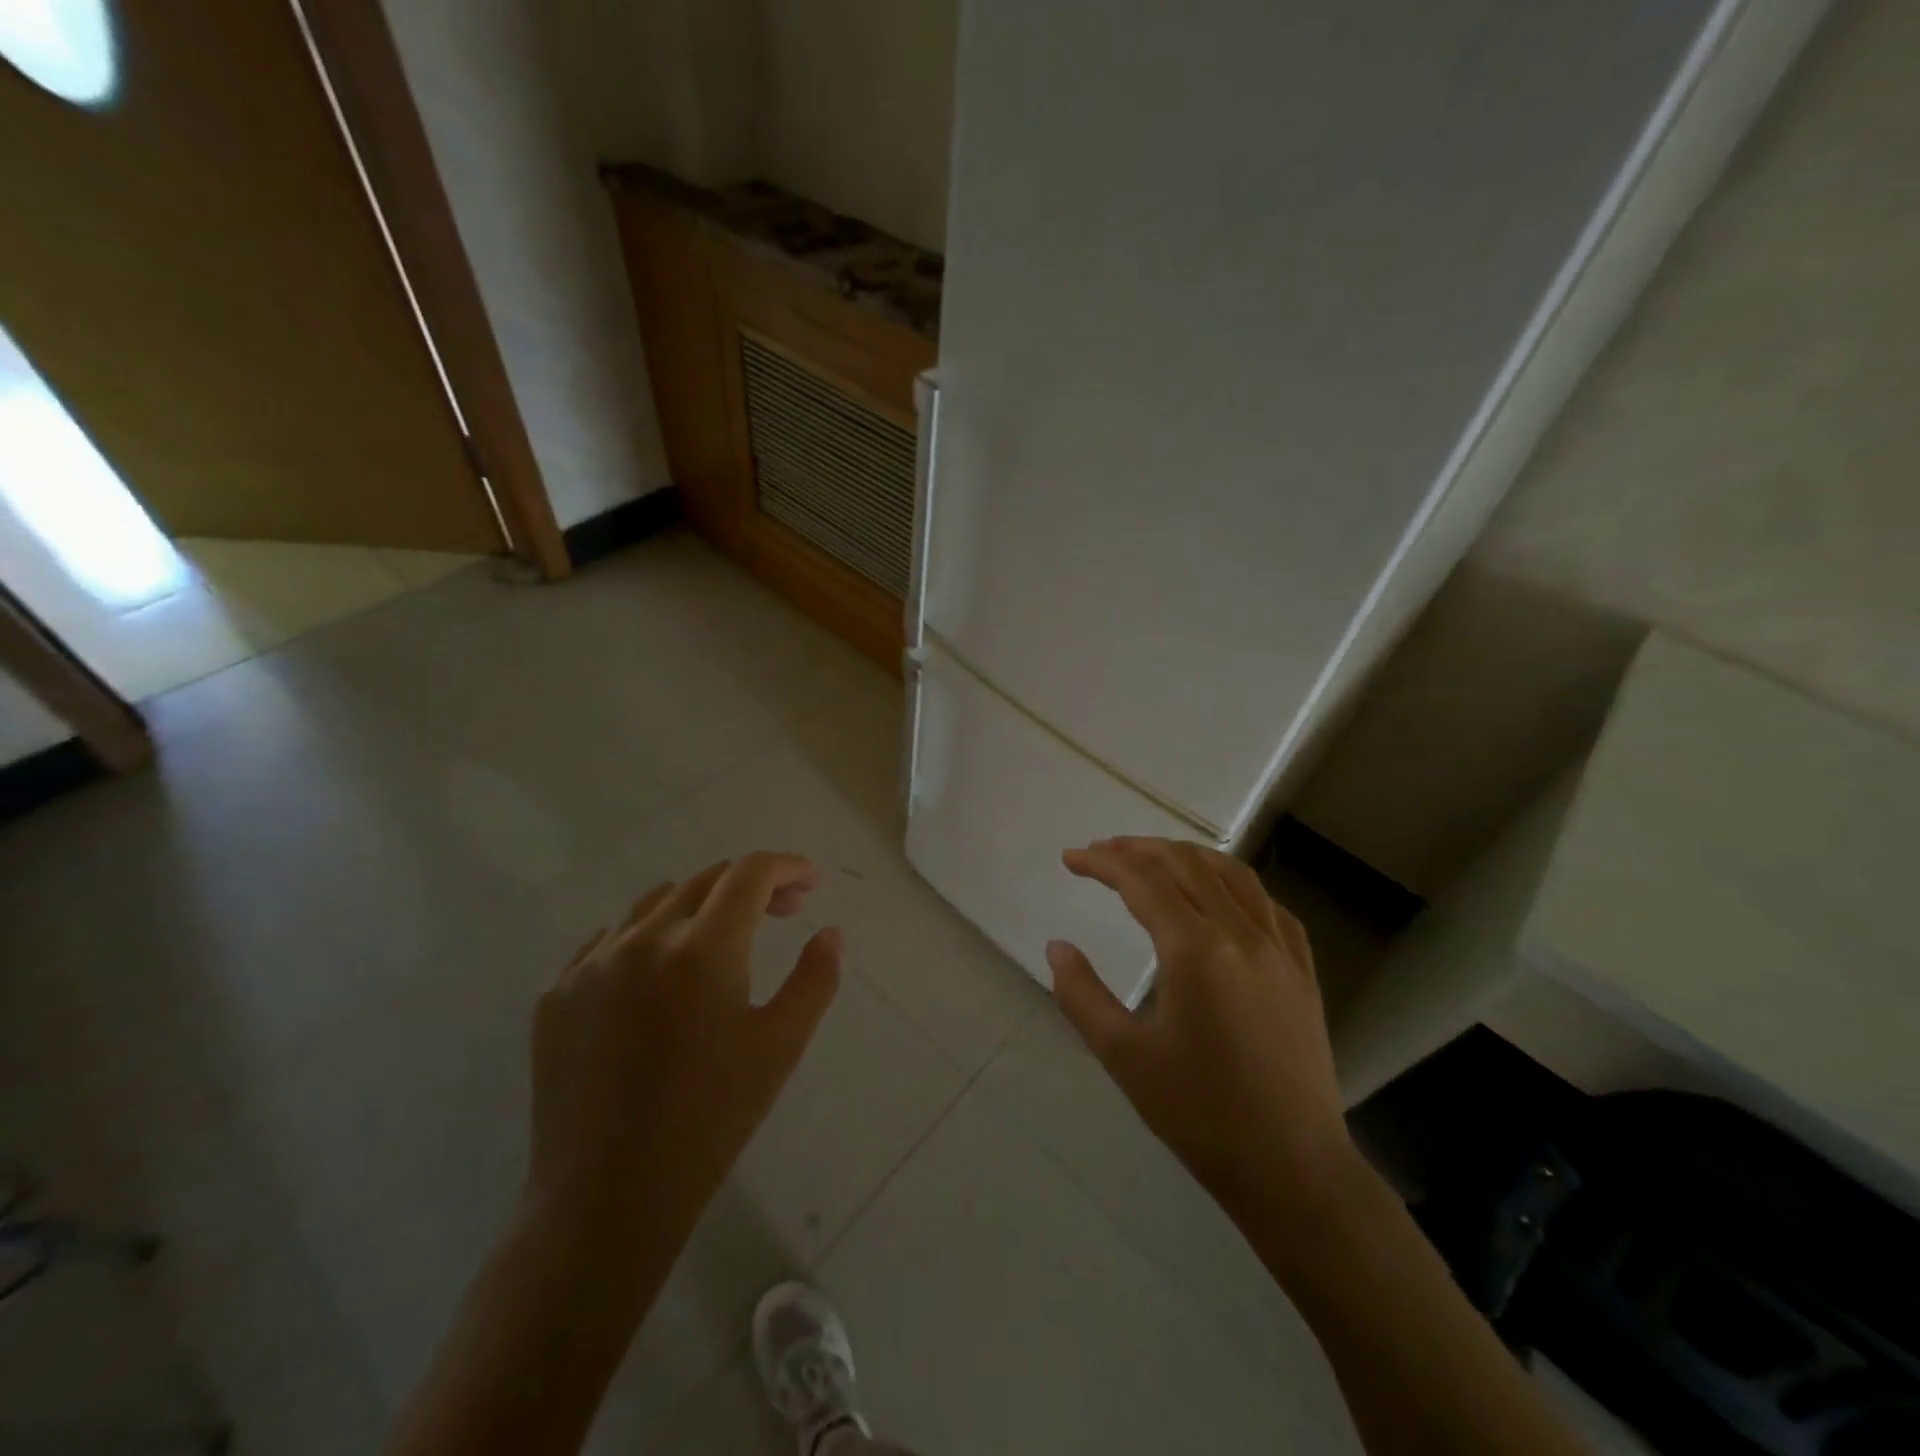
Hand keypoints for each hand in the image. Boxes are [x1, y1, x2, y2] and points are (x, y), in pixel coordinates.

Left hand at [523, 853, 842, 1272]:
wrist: (606, 1197)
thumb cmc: (711, 1119)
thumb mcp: (781, 1046)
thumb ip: (815, 978)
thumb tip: (831, 932)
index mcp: (702, 949)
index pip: (749, 874)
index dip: (786, 867)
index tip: (811, 883)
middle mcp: (642, 940)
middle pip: (705, 881)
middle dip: (752, 885)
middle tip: (785, 912)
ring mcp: (591, 965)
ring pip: (654, 903)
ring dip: (700, 905)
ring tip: (724, 939)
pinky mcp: (556, 995)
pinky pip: (610, 941)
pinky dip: (649, 937)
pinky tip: (662, 974)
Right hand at [1047, 837, 1361, 1229]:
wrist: (1292, 1169)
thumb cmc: (1199, 1114)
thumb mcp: (1124, 1056)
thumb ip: (1081, 995)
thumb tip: (1056, 948)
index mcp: (1195, 950)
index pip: (1142, 881)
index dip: (1102, 863)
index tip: (1071, 859)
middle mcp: (1241, 934)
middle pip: (1186, 865)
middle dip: (1139, 849)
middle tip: (1102, 852)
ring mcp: (1279, 949)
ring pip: (1231, 874)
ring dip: (1186, 856)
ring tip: (1153, 858)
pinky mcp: (1303, 970)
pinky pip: (1268, 904)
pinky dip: (1233, 883)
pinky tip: (1220, 893)